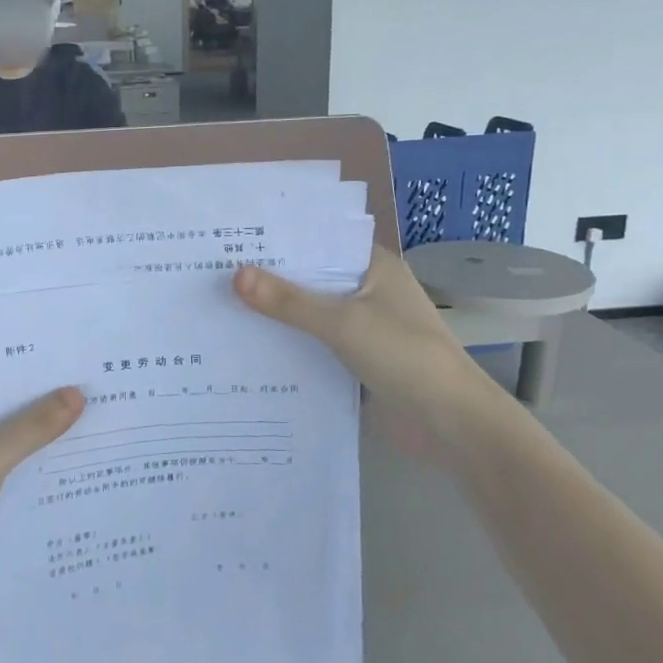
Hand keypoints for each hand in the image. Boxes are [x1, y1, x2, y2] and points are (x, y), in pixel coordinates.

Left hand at [0, 388, 83, 616]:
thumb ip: (33, 426)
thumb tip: (77, 393)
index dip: (26, 375)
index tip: (67, 366)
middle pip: (1, 415)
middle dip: (40, 409)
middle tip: (89, 393)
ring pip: (6, 448)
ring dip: (38, 442)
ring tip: (89, 425)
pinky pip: (7, 478)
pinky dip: (31, 473)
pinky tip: (68, 469)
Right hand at [234, 247, 498, 457]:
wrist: (450, 425)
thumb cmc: (404, 356)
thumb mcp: (342, 322)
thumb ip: (288, 301)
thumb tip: (235, 275)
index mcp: (373, 267)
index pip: (319, 242)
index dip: (279, 240)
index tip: (233, 238)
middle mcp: (365, 292)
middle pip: (309, 280)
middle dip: (267, 280)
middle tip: (211, 274)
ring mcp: (360, 329)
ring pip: (307, 316)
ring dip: (274, 317)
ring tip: (217, 309)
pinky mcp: (352, 363)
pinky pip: (311, 348)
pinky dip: (285, 348)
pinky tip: (243, 350)